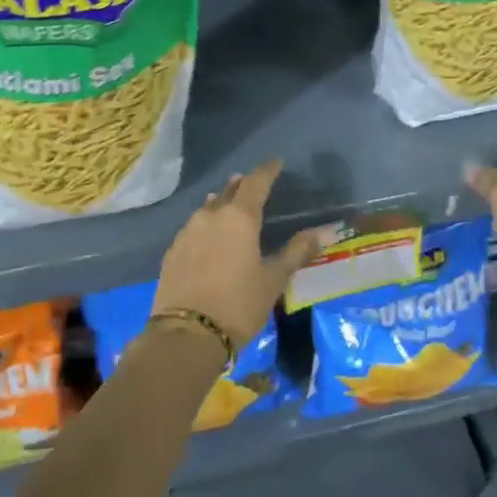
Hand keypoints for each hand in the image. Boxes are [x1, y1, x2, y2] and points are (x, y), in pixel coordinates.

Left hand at [152, 161, 329, 345]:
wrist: (187, 334)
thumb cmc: (239, 304)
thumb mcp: (273, 280)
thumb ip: (296, 252)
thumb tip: (323, 231)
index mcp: (239, 218)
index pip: (255, 182)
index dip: (267, 171)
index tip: (277, 163)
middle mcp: (210, 216)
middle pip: (228, 191)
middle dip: (242, 185)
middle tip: (253, 183)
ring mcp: (187, 232)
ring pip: (207, 208)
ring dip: (221, 203)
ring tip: (230, 205)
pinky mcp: (172, 251)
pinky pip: (193, 227)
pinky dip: (206, 225)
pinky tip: (209, 236)